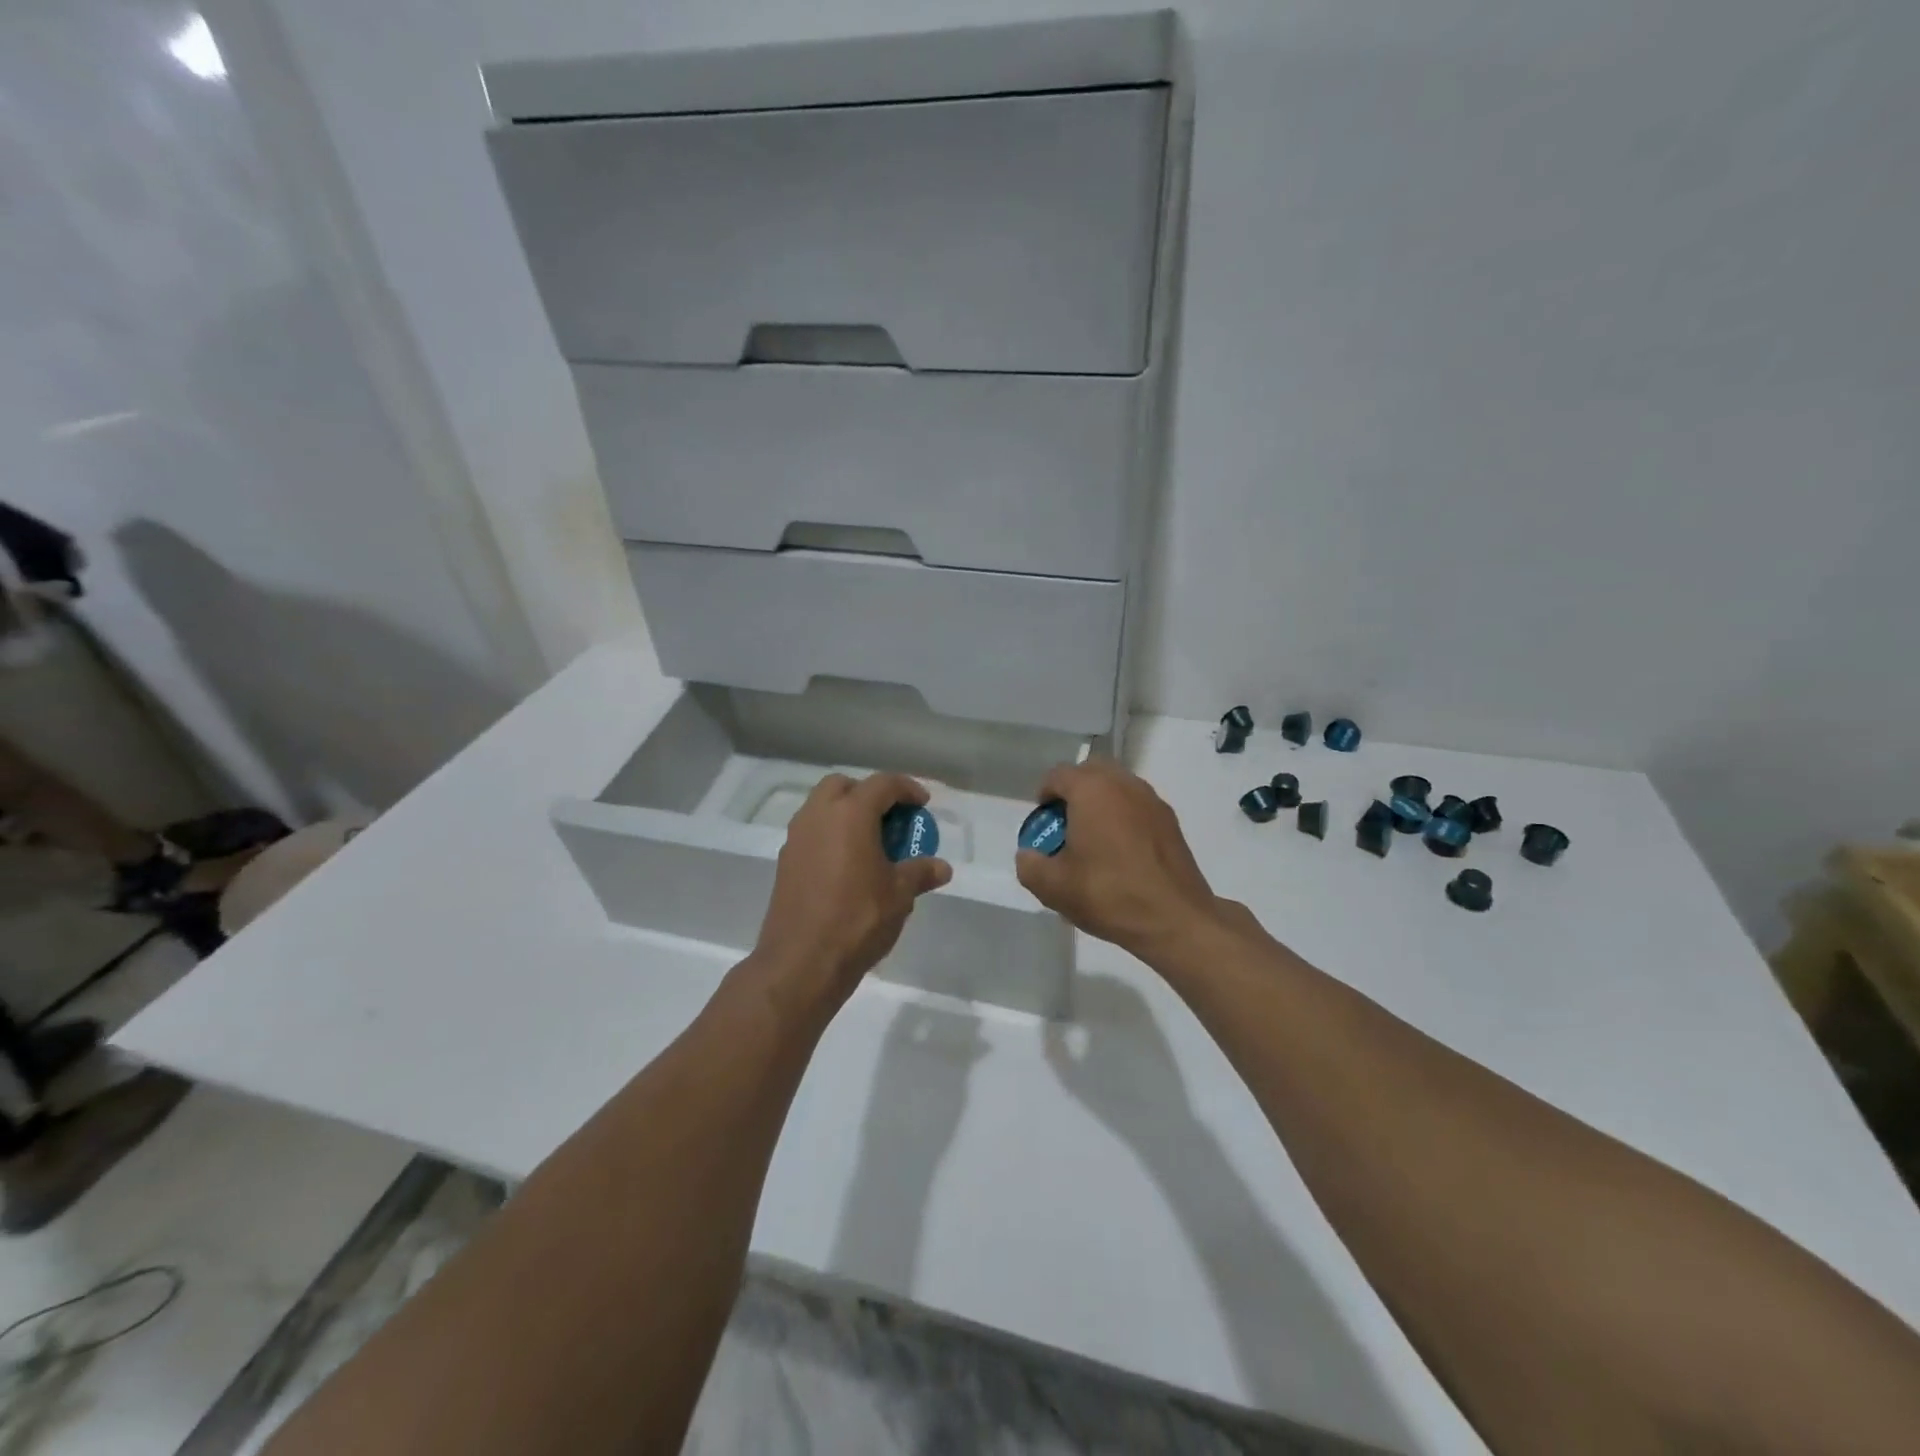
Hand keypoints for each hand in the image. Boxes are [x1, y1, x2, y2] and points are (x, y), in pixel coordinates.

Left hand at [752, 772, 951, 1007]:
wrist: (801, 962)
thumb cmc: (858, 919)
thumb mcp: (899, 894)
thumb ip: (920, 873)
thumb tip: (942, 868)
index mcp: (850, 814)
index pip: (882, 784)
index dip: (907, 788)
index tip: (922, 804)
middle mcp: (818, 816)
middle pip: (843, 786)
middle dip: (869, 794)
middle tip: (890, 818)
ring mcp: (797, 838)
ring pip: (822, 807)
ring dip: (846, 813)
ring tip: (870, 841)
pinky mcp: (785, 862)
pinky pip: (812, 832)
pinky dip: (831, 835)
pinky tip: (848, 864)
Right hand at [1015, 760, 1232, 962]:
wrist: (1175, 919)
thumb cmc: (1108, 894)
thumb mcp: (1053, 887)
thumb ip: (1029, 865)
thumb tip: (1028, 855)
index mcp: (1092, 790)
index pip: (1058, 775)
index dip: (1044, 795)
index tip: (1042, 822)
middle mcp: (1123, 784)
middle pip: (1091, 771)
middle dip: (1073, 790)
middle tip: (1065, 823)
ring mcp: (1151, 800)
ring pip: (1117, 786)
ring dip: (1100, 801)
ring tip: (1092, 838)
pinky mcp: (1170, 821)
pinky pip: (1136, 805)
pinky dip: (1122, 815)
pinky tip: (1120, 851)